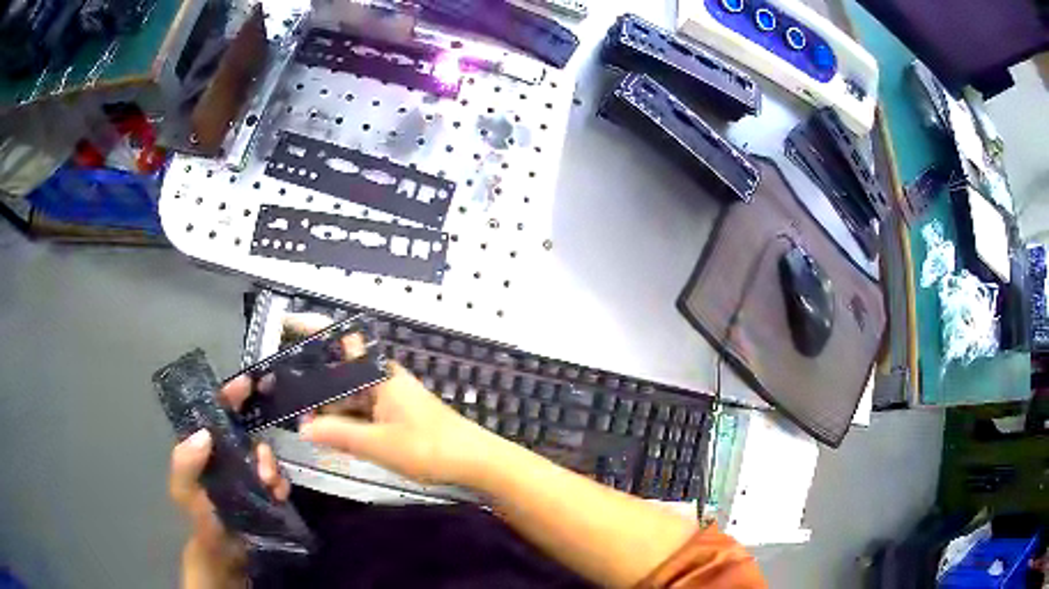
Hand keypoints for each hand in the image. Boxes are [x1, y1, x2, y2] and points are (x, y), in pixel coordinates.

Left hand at [168, 376, 289, 586]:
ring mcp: (247, 474)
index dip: (229, 395)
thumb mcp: (183, 490)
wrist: (224, 555)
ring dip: (270, 465)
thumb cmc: (198, 519)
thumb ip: (184, 462)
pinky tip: (277, 494)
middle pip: (246, 431)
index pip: (215, 412)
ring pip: (265, 455)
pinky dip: (280, 483)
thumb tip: (204, 433)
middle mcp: (226, 456)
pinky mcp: (264, 492)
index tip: (248, 383)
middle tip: (262, 458)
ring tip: (268, 484)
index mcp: (203, 448)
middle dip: (258, 441)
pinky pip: (278, 478)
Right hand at [287, 313, 499, 486]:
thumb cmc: (428, 448)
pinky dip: (348, 423)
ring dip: (331, 411)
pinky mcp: (398, 418)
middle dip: (316, 389)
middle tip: (289, 406)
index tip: (288, 327)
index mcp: (379, 375)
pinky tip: (332, 438)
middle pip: (342, 376)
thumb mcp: (377, 444)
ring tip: (305, 427)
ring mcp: (392, 399)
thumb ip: (338, 434)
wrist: (476, 462)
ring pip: (351, 398)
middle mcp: (384, 380)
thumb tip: (303, 428)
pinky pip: (364, 414)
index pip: (343, 342)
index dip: (316, 331)